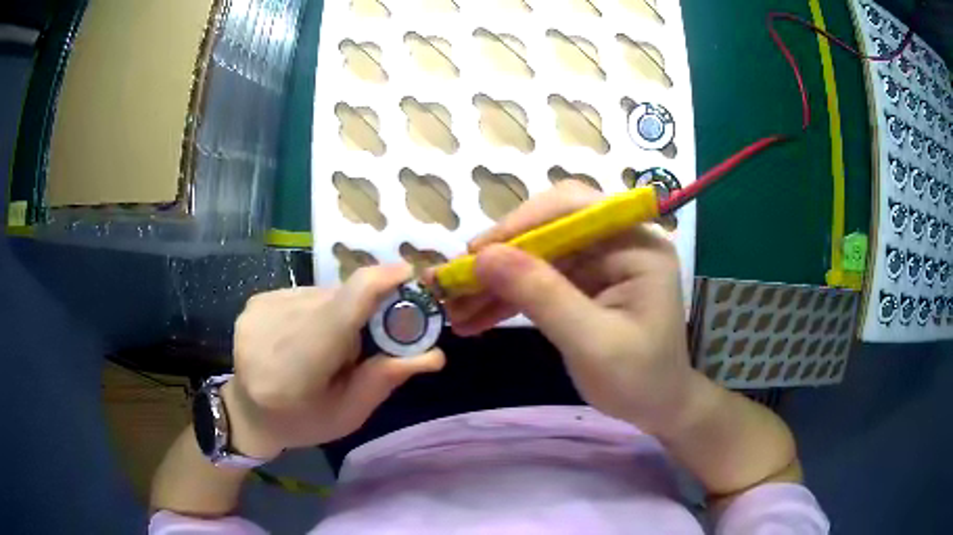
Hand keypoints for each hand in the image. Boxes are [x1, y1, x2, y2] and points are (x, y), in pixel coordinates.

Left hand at [224, 264, 445, 457]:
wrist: (247, 413)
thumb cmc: (302, 422)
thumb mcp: (349, 413)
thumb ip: (385, 379)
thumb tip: (434, 353)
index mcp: (296, 370)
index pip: (341, 311)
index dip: (379, 284)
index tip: (409, 275)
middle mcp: (271, 330)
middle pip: (338, 300)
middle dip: (366, 312)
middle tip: (375, 338)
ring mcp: (259, 310)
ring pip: (323, 295)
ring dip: (340, 313)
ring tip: (332, 346)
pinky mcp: (256, 300)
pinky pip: (305, 294)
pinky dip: (318, 310)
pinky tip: (308, 336)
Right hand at [444, 181, 694, 433]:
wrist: (657, 408)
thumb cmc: (639, 379)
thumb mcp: (592, 343)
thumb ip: (542, 297)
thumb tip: (483, 257)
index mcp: (636, 245)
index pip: (574, 208)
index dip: (522, 223)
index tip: (477, 253)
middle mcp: (617, 242)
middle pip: (548, 227)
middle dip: (500, 255)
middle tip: (454, 281)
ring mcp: (599, 262)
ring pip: (535, 255)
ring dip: (493, 280)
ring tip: (452, 306)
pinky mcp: (583, 283)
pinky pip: (537, 280)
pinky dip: (505, 298)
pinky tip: (474, 318)